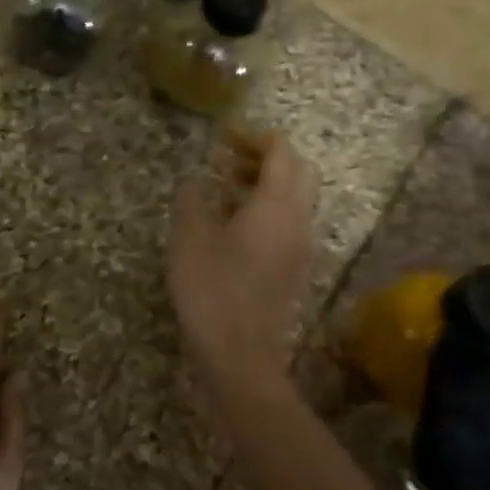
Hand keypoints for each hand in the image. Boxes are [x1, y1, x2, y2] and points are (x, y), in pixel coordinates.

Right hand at [168, 127, 319, 396]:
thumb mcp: (189, 238)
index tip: (224, 137)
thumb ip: (192, 200)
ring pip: (294, 200)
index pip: (281, 152)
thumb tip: (194, 180)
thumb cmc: (212, 289)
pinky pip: (287, 225)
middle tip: (228, 159)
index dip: (254, 137)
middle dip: (265, 158)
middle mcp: (298, 220)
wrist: (239, 353)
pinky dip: (265, 211)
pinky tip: (231, 225)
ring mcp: (300, 247)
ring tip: (224, 188)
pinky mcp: (293, 270)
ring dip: (265, 185)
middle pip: (297, 172)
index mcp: (277, 204)